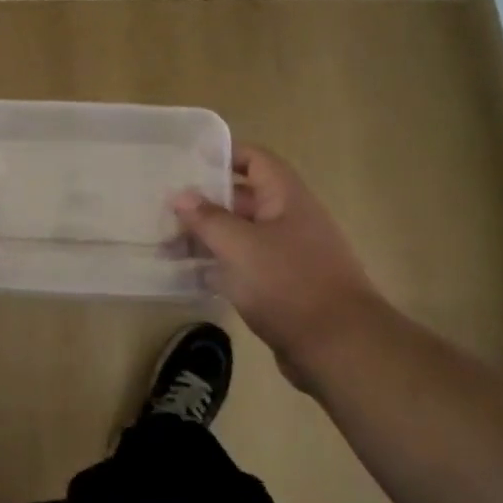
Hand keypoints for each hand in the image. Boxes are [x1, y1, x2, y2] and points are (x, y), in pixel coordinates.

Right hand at [173, 145, 385, 389]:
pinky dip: (218, 267)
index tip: (186, 161)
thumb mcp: (240, 246)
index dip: (224, 154)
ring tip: (166, 246)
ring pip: (241, 236)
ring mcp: (287, 256)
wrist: (339, 347)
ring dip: (207, 238)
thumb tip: (181, 195)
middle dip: (204, 203)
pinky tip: (188, 276)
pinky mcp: (282, 288)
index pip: (255, 160)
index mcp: (286, 198)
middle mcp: (289, 220)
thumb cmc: (289, 284)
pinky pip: (244, 267)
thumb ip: (208, 219)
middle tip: (164, 210)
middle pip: (243, 199)